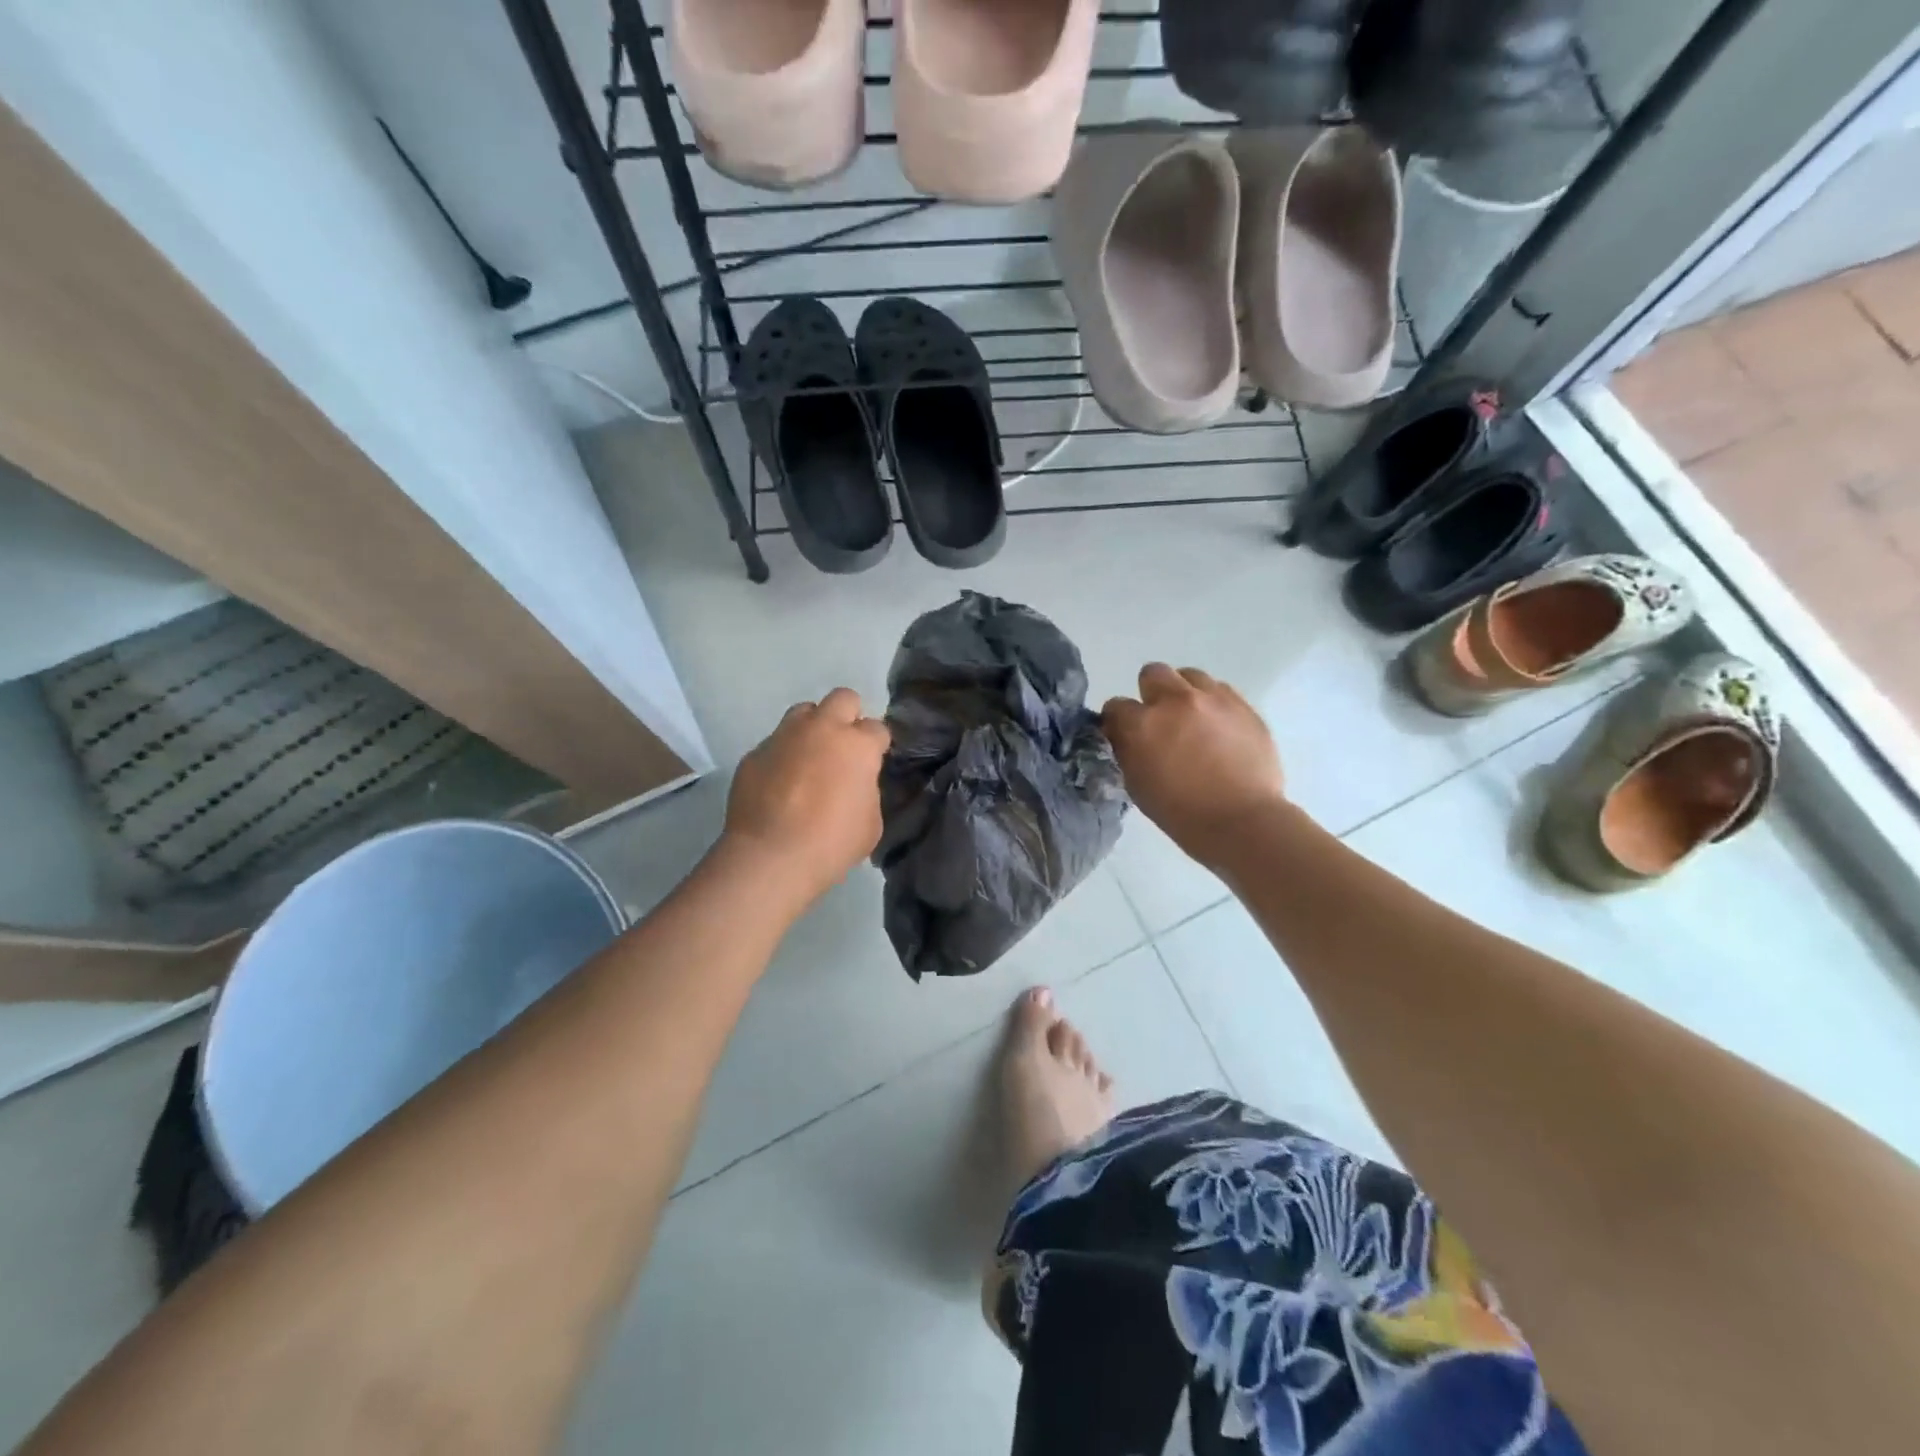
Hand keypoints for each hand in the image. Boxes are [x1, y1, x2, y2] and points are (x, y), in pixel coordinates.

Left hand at [724, 687, 889, 903]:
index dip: (877, 746)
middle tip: (844, 748)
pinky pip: (775, 744)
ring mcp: (783, 737)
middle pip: (843, 699)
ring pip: (803, 713)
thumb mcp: (870, 822)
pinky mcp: (754, 753)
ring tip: (809, 760)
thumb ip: (867, 791)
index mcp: (857, 745)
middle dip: (848, 717)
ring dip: (812, 729)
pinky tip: (780, 785)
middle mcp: (821, 729)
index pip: (877, 728)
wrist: (770, 858)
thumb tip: (855, 783)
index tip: (872, 764)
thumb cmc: (831, 843)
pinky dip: (783, 757)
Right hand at [1102, 664, 1286, 863]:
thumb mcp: (1137, 784)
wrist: (1242, 821)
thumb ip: (1127, 750)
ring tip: (1192, 719)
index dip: (1118, 721)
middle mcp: (1175, 701)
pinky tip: (1217, 727)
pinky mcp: (1243, 705)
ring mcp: (1213, 699)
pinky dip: (1213, 703)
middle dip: (1151, 693)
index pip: (1115, 706)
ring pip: (1190, 676)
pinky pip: (1221, 690)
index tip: (1125, 735)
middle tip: (1160, 720)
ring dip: (1184, 693)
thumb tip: (1125, 735)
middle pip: (1153, 673)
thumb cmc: (1181, 812)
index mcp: (1141, 724)